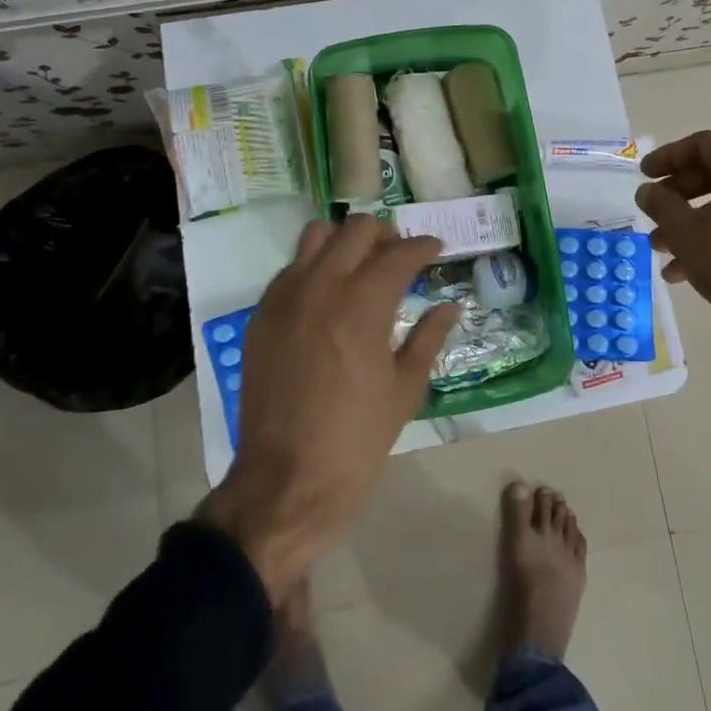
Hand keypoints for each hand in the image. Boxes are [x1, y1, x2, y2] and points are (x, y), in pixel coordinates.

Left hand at [197, 217, 457, 598]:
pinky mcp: (262, 314)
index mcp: (363, 305)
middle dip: (386, 236)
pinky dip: (315, 267)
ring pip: (317, 235)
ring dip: (345, 242)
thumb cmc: (356, 440)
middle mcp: (322, 286)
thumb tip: (448, 306)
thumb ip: (429, 338)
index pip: (400, 253)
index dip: (424, 246)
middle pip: (357, 229)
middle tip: (401, 259)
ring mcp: (285, 297)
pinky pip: (291, 268)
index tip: (436, 250)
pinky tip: (328, 297)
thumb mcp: (405, 391)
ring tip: (361, 268)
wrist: (285, 481)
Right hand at [636, 131, 710, 444]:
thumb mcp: (683, 230)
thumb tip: (647, 191)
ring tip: (662, 249)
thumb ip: (659, 203)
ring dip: (690, 221)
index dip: (667, 157)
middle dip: (676, 197)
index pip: (700, 145)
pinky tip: (686, 269)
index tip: (644, 175)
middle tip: (652, 214)